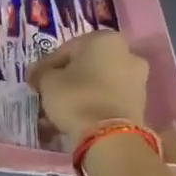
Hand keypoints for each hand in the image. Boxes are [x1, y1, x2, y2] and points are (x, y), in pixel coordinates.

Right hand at [28, 30, 149, 148]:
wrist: (109, 136)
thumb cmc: (77, 97)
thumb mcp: (48, 81)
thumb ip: (42, 72)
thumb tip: (38, 73)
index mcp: (105, 39)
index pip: (67, 49)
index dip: (48, 66)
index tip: (36, 80)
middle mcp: (127, 54)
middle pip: (86, 67)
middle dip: (66, 81)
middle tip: (47, 95)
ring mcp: (137, 80)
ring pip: (97, 85)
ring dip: (77, 96)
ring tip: (56, 114)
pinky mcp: (139, 104)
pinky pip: (108, 100)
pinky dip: (91, 107)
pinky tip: (73, 121)